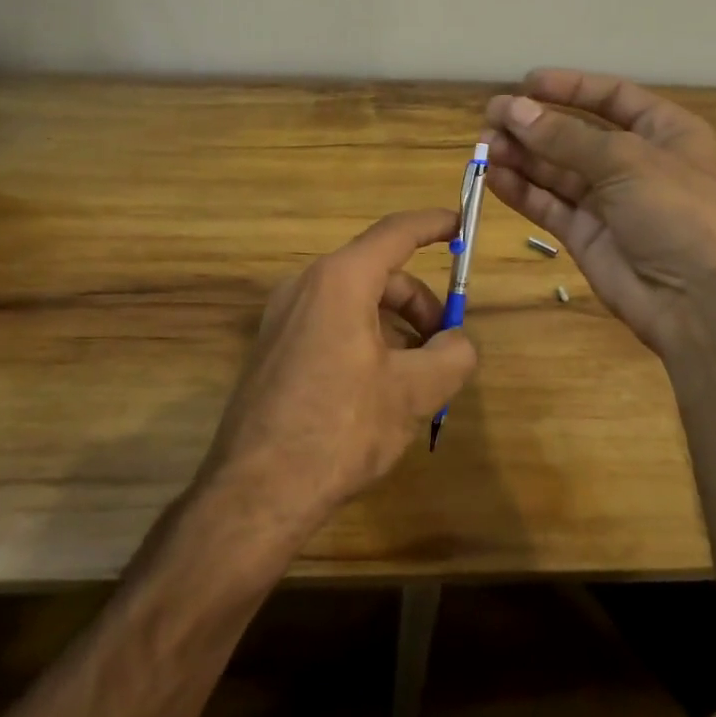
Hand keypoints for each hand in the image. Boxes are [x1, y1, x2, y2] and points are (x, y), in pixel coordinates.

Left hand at [200, 208, 479, 535]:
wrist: (255, 493)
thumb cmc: (340, 429)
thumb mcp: (413, 392)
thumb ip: (453, 355)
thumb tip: (459, 342)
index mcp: (340, 281)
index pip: (395, 233)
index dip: (433, 224)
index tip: (460, 222)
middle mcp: (306, 286)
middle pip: (378, 273)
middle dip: (419, 302)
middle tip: (447, 343)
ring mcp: (282, 317)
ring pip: (355, 302)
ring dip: (395, 325)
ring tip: (418, 375)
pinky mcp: (273, 348)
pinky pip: (331, 324)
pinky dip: (366, 338)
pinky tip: (380, 386)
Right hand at [484, 69, 715, 358]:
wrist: (700, 303)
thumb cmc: (677, 213)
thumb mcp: (626, 161)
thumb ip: (565, 137)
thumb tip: (513, 108)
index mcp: (664, 132)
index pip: (611, 97)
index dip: (569, 87)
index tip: (525, 84)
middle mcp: (635, 162)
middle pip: (576, 133)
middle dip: (535, 124)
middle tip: (491, 117)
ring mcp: (609, 201)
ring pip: (556, 170)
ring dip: (521, 155)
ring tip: (484, 146)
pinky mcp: (586, 235)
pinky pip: (548, 204)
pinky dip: (521, 190)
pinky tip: (493, 176)